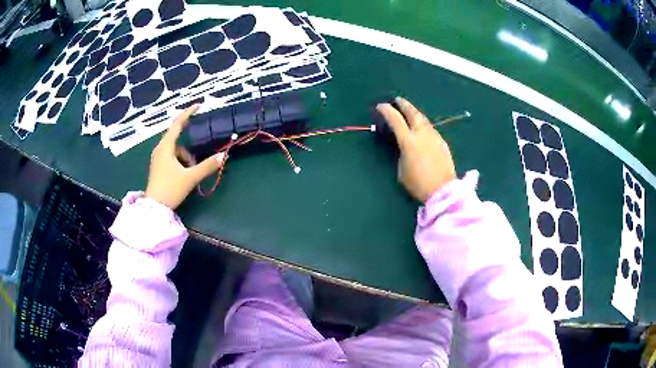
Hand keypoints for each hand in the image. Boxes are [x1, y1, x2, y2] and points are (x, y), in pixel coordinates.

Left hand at [145, 105, 224, 208]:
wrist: (154, 208)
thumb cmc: (170, 189)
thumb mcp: (190, 178)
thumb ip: (206, 166)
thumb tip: (223, 156)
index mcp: (166, 147)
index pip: (177, 124)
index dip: (188, 114)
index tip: (198, 106)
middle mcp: (160, 149)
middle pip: (176, 137)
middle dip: (189, 144)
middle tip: (198, 149)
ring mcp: (158, 158)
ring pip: (175, 149)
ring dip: (185, 156)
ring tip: (191, 171)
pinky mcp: (158, 166)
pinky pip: (171, 157)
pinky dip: (179, 161)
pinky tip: (183, 174)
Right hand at [376, 97, 455, 202]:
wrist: (443, 190)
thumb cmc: (418, 184)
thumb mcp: (402, 170)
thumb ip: (401, 154)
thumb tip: (404, 146)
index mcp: (408, 141)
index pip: (396, 120)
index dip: (387, 111)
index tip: (381, 106)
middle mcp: (422, 134)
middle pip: (413, 113)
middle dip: (404, 104)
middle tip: (398, 100)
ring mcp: (434, 137)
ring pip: (424, 119)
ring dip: (415, 113)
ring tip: (410, 111)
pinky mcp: (442, 143)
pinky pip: (431, 128)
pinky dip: (424, 124)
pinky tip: (422, 127)